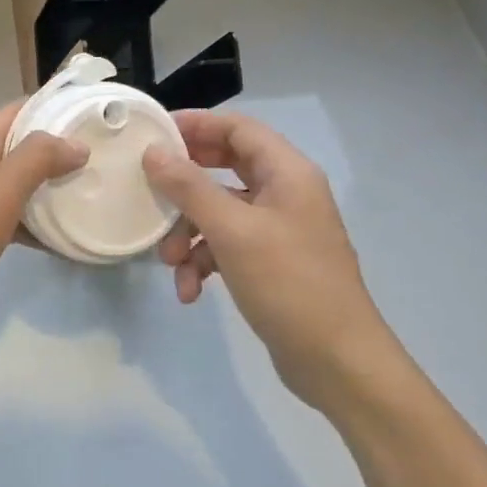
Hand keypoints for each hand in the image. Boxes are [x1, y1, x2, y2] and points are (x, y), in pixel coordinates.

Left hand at [0, 101, 86, 352]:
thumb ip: (36, 161)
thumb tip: (77, 144)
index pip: (19, 110)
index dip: (56, 109)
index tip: (97, 118)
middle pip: (23, 144)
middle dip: (61, 149)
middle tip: (105, 158)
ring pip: (21, 180)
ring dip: (53, 185)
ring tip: (94, 191)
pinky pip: (14, 212)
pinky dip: (38, 219)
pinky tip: (66, 235)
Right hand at [142, 110, 403, 406]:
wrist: (337, 362)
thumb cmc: (289, 284)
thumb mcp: (232, 231)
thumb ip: (189, 188)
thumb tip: (153, 153)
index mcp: (287, 173)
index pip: (237, 128)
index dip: (196, 124)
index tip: (153, 134)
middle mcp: (285, 193)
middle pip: (224, 167)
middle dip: (184, 185)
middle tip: (149, 187)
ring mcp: (278, 229)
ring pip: (219, 211)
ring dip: (188, 233)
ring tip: (169, 262)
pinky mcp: (270, 262)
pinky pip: (227, 246)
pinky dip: (204, 262)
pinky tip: (191, 292)